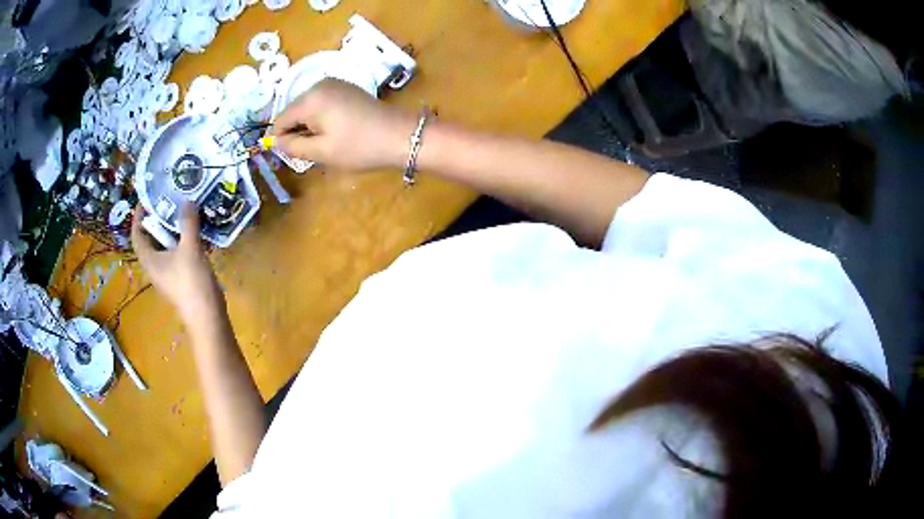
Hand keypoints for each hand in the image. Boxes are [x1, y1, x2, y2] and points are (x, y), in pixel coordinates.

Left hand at [131, 203, 222, 323]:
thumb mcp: (190, 248)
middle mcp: (155, 265)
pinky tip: (193, 232)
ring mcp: (168, 272)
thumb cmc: (192, 282)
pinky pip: (175, 252)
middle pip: (150, 238)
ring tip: (182, 211)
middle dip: (157, 219)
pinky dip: (181, 240)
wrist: (207, 316)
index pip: (137, 234)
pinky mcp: (180, 277)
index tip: (147, 198)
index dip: (139, 216)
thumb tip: (186, 200)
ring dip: (170, 228)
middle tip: (168, 200)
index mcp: (150, 259)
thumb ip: (188, 223)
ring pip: (164, 245)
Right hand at [269, 78, 417, 170]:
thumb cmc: (360, 146)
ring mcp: (334, 84)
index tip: (300, 155)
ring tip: (331, 140)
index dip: (284, 140)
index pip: (280, 120)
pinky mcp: (346, 88)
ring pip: (307, 108)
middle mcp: (318, 85)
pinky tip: (339, 130)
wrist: (401, 135)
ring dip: (311, 126)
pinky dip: (323, 118)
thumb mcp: (321, 152)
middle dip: (299, 132)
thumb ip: (293, 147)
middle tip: (319, 149)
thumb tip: (276, 141)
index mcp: (310, 98)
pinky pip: (322, 103)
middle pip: (293, 112)